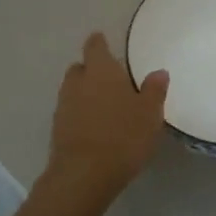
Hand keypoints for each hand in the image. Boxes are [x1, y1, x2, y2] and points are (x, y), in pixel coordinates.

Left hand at [46, 33, 168, 198]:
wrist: (84, 174)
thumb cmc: (123, 136)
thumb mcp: (149, 114)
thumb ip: (154, 90)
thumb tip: (159, 72)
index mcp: (101, 71)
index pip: (95, 46)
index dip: (99, 43)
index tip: (103, 41)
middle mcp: (78, 82)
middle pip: (80, 67)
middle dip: (91, 70)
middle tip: (110, 79)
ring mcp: (63, 105)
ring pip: (72, 90)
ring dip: (84, 93)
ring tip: (104, 105)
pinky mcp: (57, 129)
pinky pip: (69, 112)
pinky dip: (79, 113)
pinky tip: (94, 127)